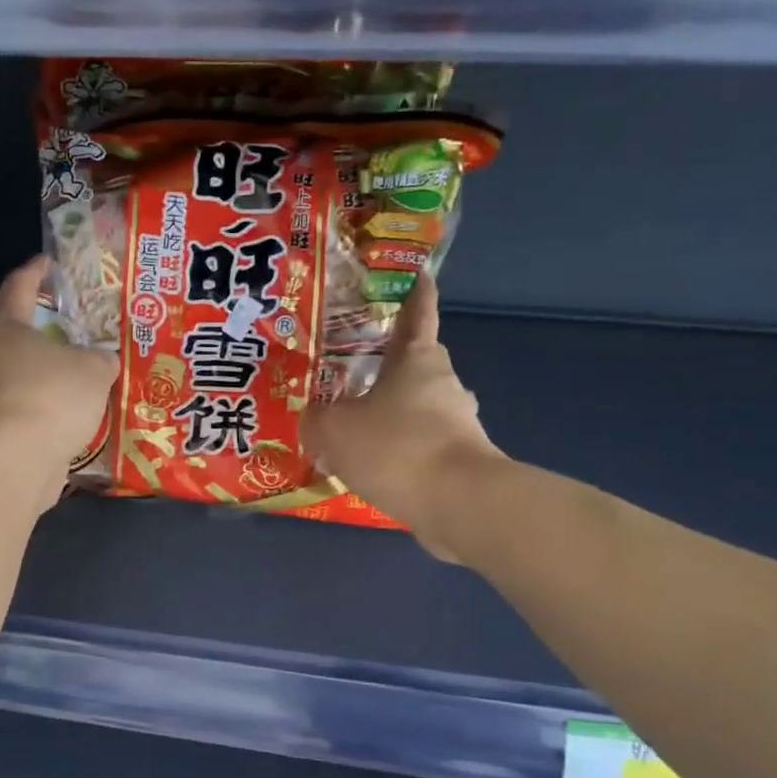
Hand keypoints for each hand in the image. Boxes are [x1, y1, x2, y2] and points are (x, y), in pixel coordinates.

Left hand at [0, 256, 118, 511]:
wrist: (18, 461)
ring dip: (55, 368)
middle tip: (82, 320)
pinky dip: (54, 401)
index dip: (36, 271)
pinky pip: (34, 402)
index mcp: (7, 328)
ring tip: (89, 367)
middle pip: (21, 330)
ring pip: (28, 370)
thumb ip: (102, 358)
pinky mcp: (1, 426)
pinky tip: (81, 407)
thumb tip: (104, 361)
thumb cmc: (53, 396)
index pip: (20, 286)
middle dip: (50, 325)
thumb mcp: (94, 369)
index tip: (50, 262)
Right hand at [302, 274, 500, 559]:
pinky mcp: (462, 459)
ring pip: (419, 407)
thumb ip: (317, 419)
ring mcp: (459, 422)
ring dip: (393, 414)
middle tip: (352, 373)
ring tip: (355, 432)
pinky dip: (401, 452)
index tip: (417, 274)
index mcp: (417, 359)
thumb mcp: (335, 430)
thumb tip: (313, 419)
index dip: (415, 292)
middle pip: (416, 363)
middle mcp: (444, 383)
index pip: (417, 313)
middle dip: (389, 365)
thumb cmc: (395, 447)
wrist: (458, 503)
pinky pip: (422, 445)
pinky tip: (374, 470)